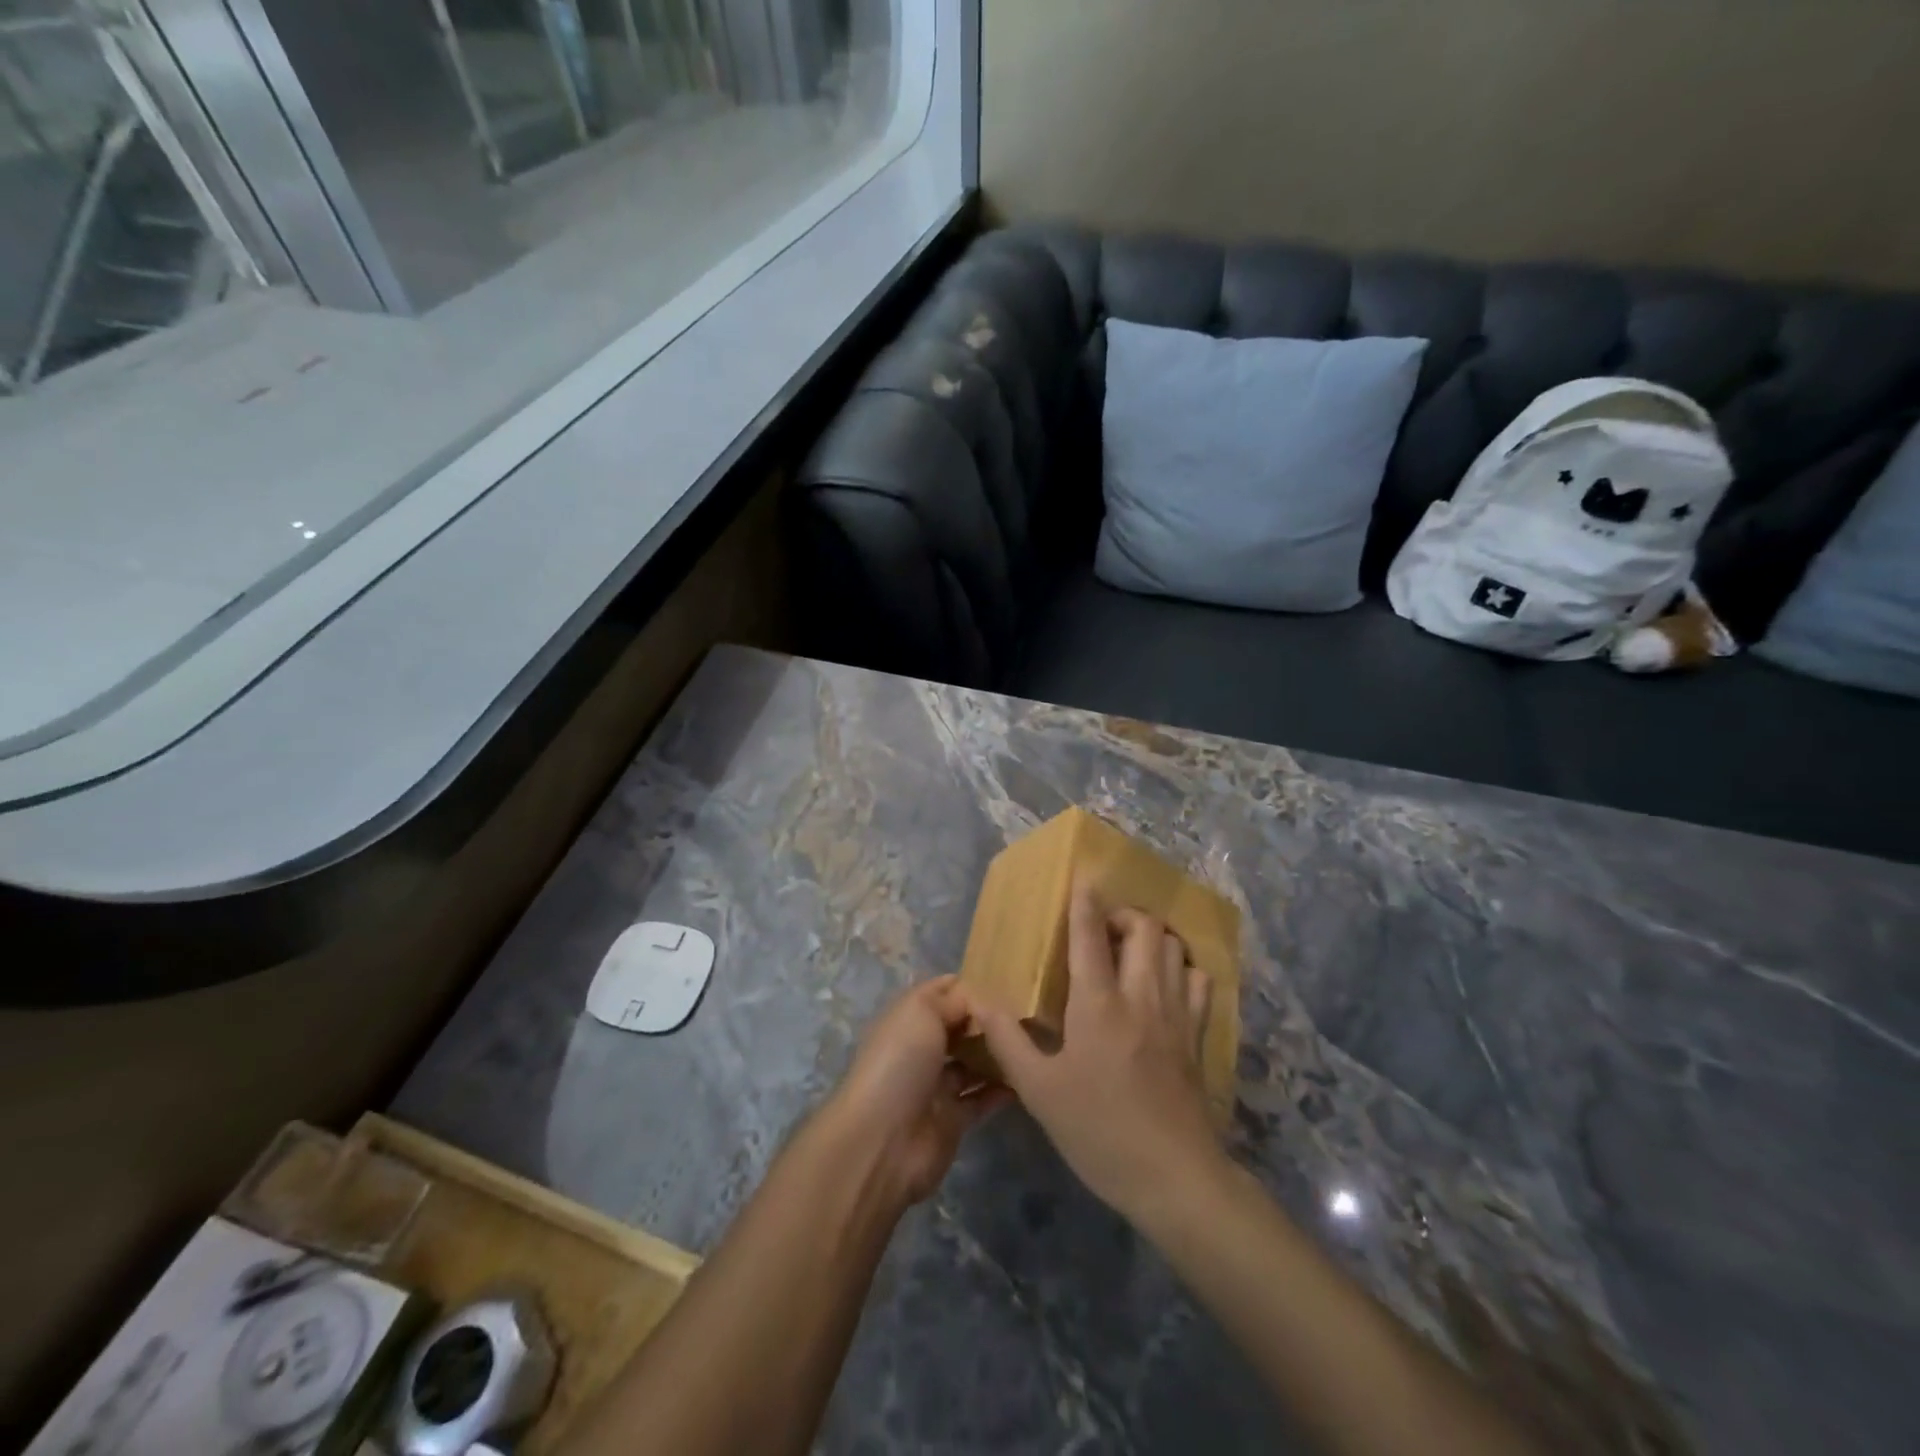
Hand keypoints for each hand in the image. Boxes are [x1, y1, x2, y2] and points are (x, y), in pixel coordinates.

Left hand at [824, 976, 1010, 1205]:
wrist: (884, 1140)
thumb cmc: (901, 1061)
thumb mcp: (923, 1012)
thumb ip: (953, 999)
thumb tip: (979, 996)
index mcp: (908, 1018)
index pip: (942, 992)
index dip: (970, 984)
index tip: (1009, 977)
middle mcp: (920, 1048)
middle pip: (960, 1027)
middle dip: (988, 1019)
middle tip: (1029, 1010)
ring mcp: (936, 1085)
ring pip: (973, 1063)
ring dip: (997, 1053)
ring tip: (1034, 1039)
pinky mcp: (953, 1119)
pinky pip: (982, 1098)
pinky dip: (1002, 1089)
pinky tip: (1028, 1076)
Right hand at [975, 884, 1225, 1223]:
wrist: (1174, 1178)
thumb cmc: (1098, 1132)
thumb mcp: (1040, 1091)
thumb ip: (1008, 1040)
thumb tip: (982, 999)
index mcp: (1098, 1005)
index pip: (1090, 936)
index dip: (1084, 901)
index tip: (1083, 877)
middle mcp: (1141, 996)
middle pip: (1144, 928)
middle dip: (1123, 915)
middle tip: (1102, 931)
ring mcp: (1176, 1014)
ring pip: (1174, 948)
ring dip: (1153, 937)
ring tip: (1131, 950)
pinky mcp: (1198, 1035)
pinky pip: (1199, 980)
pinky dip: (1183, 968)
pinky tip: (1165, 983)